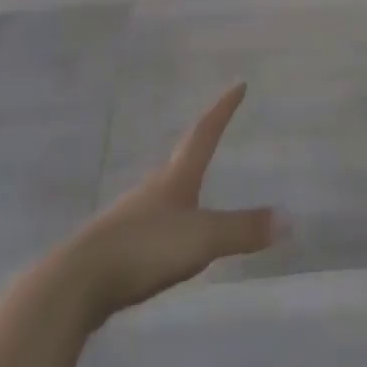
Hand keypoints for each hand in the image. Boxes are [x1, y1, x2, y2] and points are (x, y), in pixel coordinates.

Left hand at [65, 84, 276, 325]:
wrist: (77, 281)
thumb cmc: (145, 248)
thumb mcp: (201, 239)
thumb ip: (242, 230)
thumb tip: (288, 220)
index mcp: (176, 177)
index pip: (205, 133)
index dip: (223, 109)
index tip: (238, 85)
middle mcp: (154, 187)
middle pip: (182, 156)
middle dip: (201, 140)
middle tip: (216, 128)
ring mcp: (132, 214)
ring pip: (163, 189)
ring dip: (182, 179)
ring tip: (194, 180)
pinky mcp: (117, 245)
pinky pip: (151, 222)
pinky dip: (166, 219)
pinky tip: (166, 236)